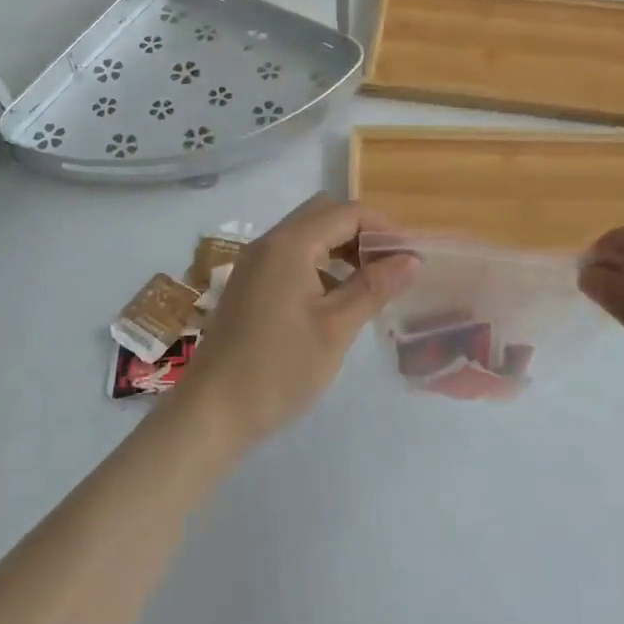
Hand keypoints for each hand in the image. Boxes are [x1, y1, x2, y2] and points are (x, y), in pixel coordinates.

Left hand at [182, 195, 417, 447]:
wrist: (212, 411)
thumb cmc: (279, 368)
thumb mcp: (335, 328)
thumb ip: (374, 287)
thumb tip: (411, 259)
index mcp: (290, 244)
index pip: (347, 212)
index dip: (383, 228)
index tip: (410, 256)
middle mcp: (269, 242)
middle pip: (324, 214)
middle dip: (361, 233)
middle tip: (390, 266)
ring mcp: (255, 262)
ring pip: (307, 234)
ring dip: (340, 247)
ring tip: (370, 283)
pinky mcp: (249, 283)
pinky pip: (291, 256)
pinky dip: (320, 263)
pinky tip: (336, 298)